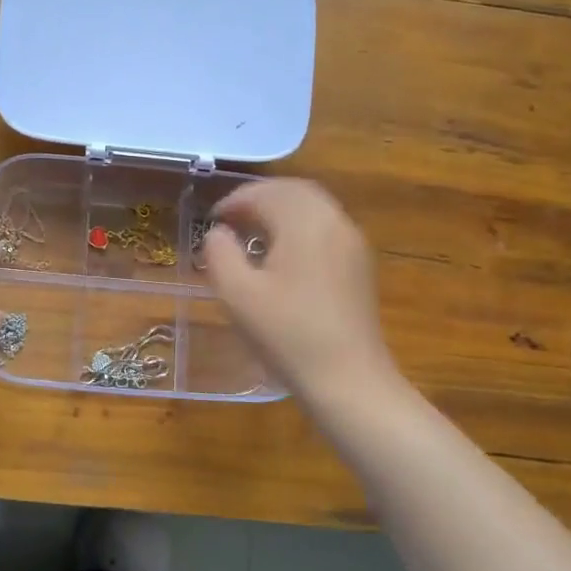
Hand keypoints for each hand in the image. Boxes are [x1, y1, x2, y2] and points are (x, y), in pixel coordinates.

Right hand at [202, 178, 401, 400]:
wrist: (348, 380)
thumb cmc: (287, 334)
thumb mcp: (237, 294)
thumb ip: (220, 253)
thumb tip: (218, 233)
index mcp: (305, 222)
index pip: (265, 193)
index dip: (234, 201)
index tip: (211, 219)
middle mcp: (334, 222)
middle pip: (294, 191)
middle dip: (259, 197)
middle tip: (230, 218)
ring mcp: (352, 244)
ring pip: (313, 207)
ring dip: (279, 210)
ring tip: (251, 232)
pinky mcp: (359, 266)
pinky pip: (325, 227)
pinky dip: (298, 226)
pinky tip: (281, 253)